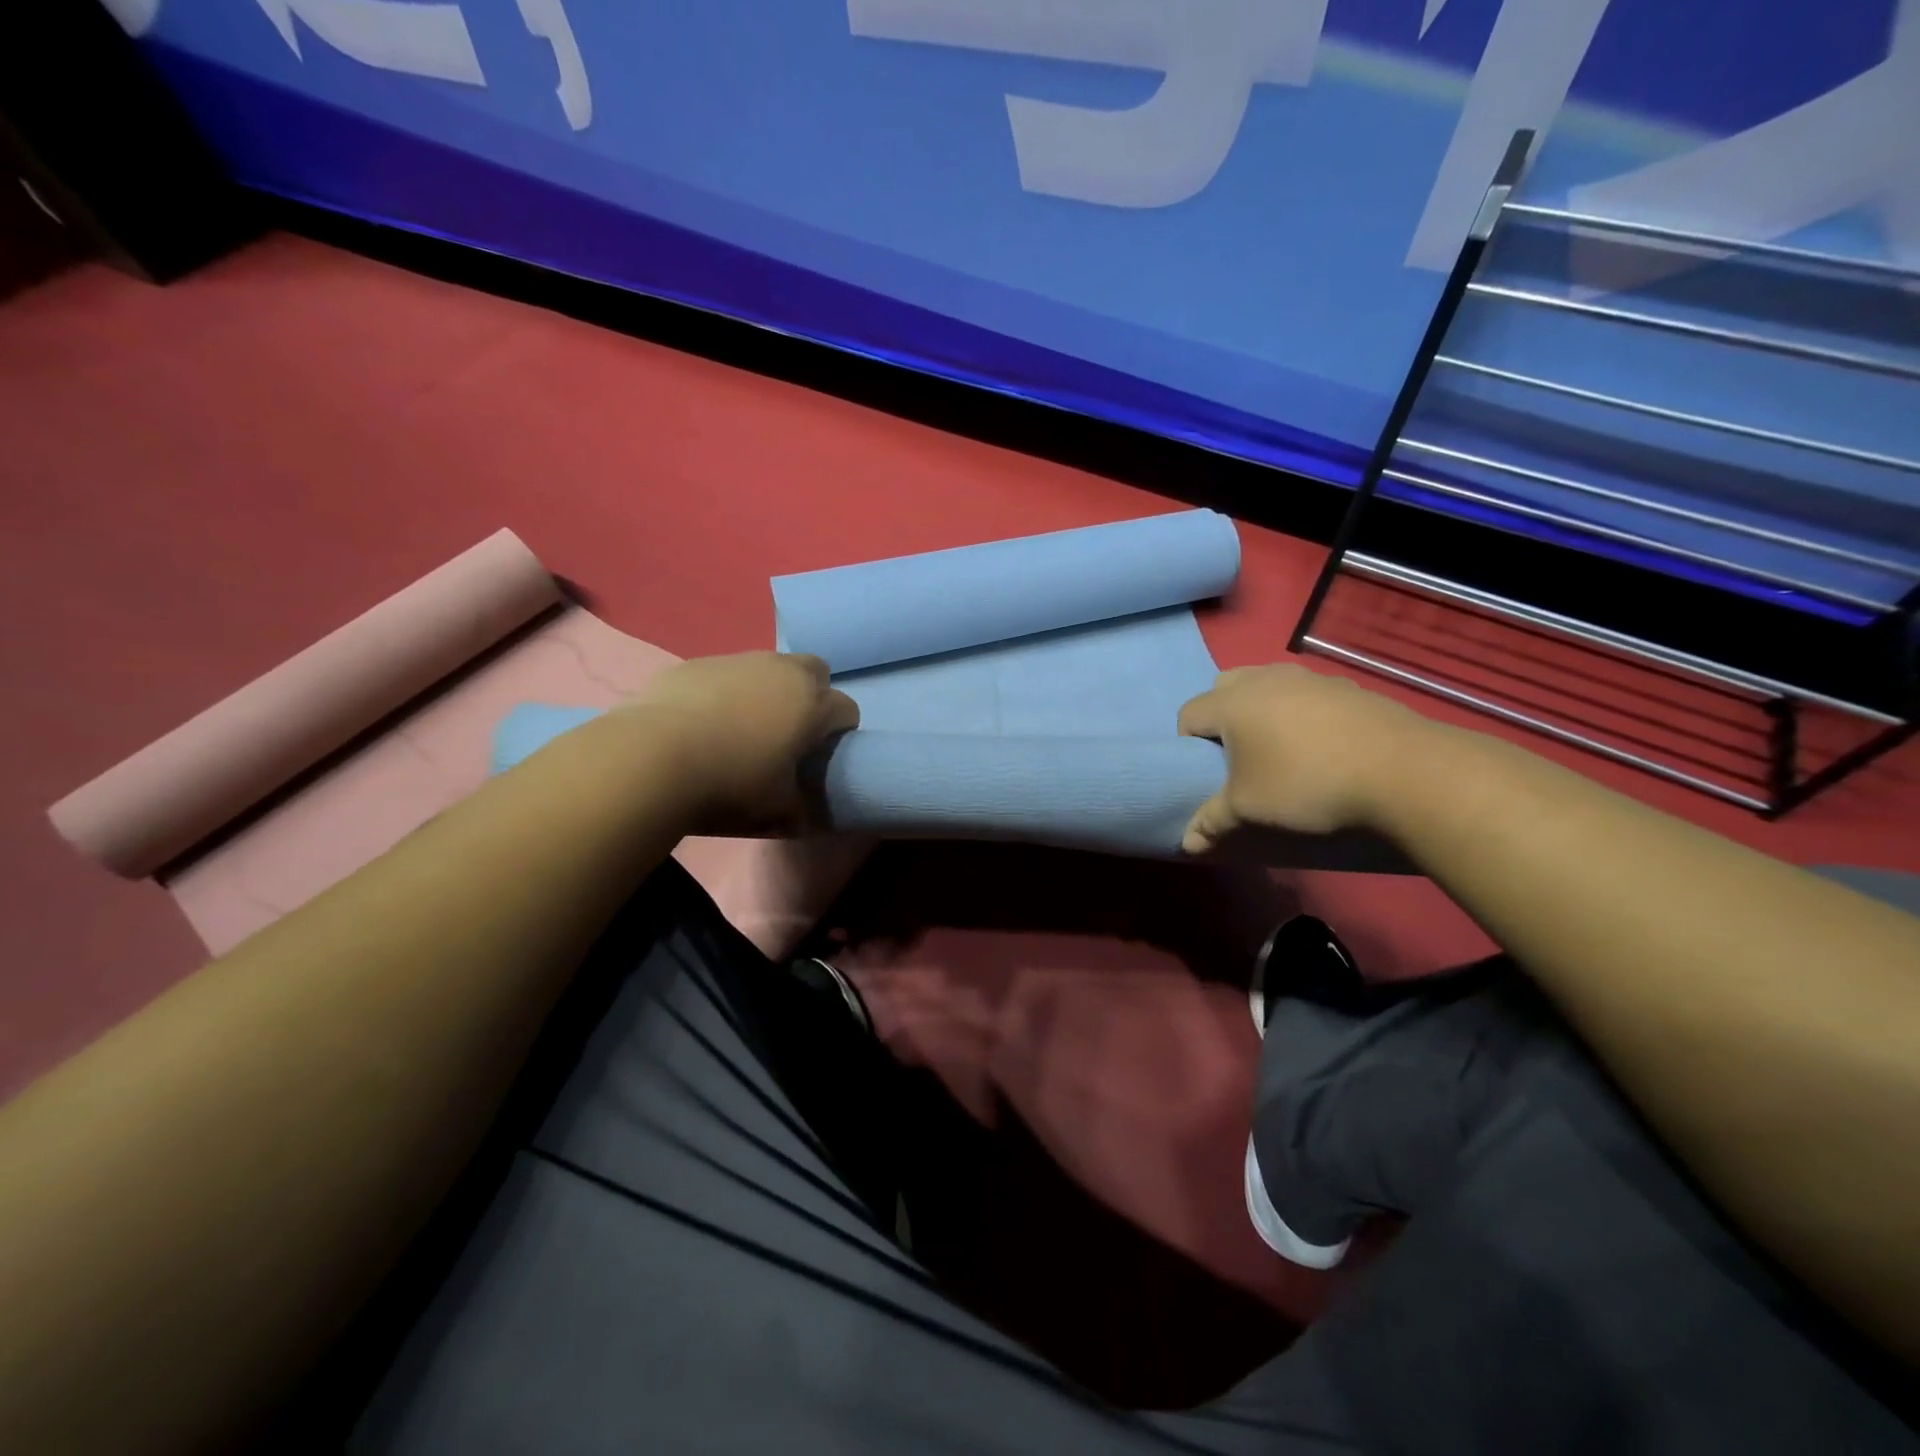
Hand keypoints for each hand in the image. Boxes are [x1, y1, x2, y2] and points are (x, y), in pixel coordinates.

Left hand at [615, 652, 858, 833]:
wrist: (653, 757)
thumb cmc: (731, 783)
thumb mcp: (777, 809)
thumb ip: (800, 807)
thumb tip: (803, 812)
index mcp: (813, 704)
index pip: (847, 711)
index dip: (838, 735)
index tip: (819, 757)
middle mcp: (783, 671)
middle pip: (816, 672)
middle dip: (812, 695)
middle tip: (789, 731)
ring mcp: (739, 660)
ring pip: (769, 667)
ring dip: (767, 690)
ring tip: (741, 726)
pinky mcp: (698, 662)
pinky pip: (726, 673)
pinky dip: (725, 691)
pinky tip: (702, 721)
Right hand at [1176, 665, 1420, 849]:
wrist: (1402, 771)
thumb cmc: (1305, 784)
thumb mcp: (1249, 810)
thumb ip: (1212, 822)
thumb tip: (1186, 844)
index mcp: (1232, 702)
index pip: (1189, 714)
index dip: (1188, 745)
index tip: (1207, 773)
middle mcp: (1265, 678)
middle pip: (1223, 687)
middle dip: (1221, 716)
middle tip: (1238, 754)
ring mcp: (1309, 677)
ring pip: (1267, 684)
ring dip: (1262, 710)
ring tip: (1281, 749)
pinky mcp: (1347, 685)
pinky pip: (1306, 693)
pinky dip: (1301, 712)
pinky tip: (1322, 745)